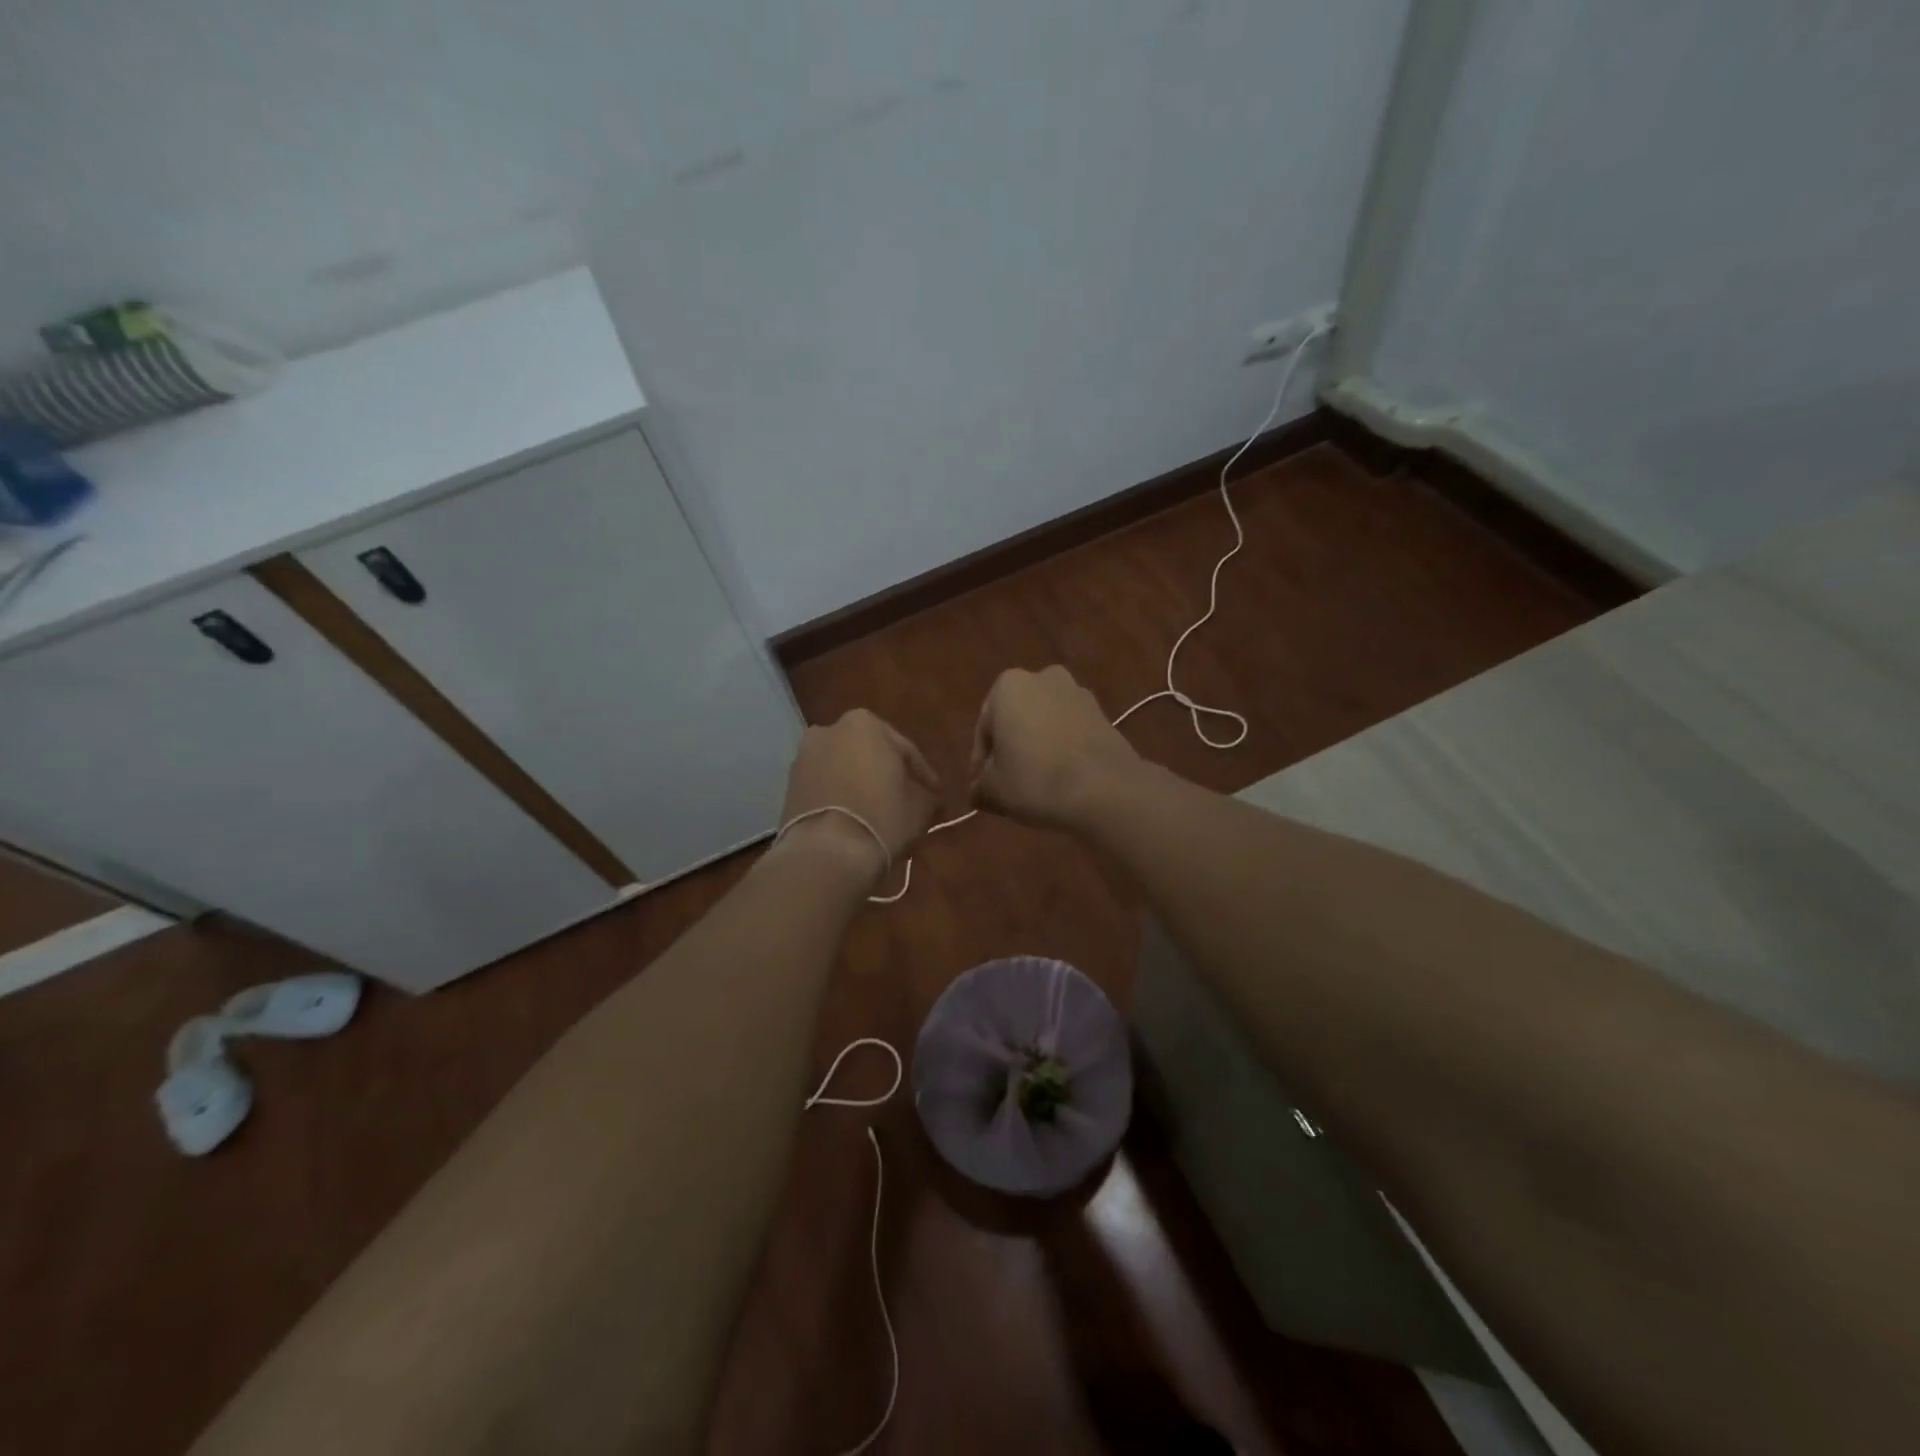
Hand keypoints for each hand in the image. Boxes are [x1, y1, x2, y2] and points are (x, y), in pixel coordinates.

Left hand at [779, 709, 939, 877]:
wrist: (827, 852)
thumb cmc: (882, 816)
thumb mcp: (921, 805)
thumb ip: (926, 793)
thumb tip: (927, 796)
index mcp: (864, 723)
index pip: (905, 749)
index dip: (923, 774)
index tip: (934, 793)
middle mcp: (829, 730)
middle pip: (869, 755)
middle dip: (886, 775)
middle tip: (906, 801)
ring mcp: (804, 758)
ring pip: (844, 770)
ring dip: (860, 786)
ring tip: (878, 814)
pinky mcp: (789, 787)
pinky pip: (825, 788)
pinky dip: (840, 799)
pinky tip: (855, 820)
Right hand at [970, 666, 1140, 828]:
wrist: (1105, 789)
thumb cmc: (1035, 780)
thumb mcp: (993, 790)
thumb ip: (979, 786)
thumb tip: (978, 792)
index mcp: (1008, 686)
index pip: (984, 729)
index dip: (981, 762)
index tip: (983, 787)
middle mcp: (1043, 678)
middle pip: (1017, 720)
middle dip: (1012, 749)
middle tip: (1008, 785)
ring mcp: (1078, 693)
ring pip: (1045, 724)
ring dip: (1039, 748)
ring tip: (1038, 784)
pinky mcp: (1104, 713)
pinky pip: (1071, 731)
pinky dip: (1064, 750)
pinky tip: (1063, 779)